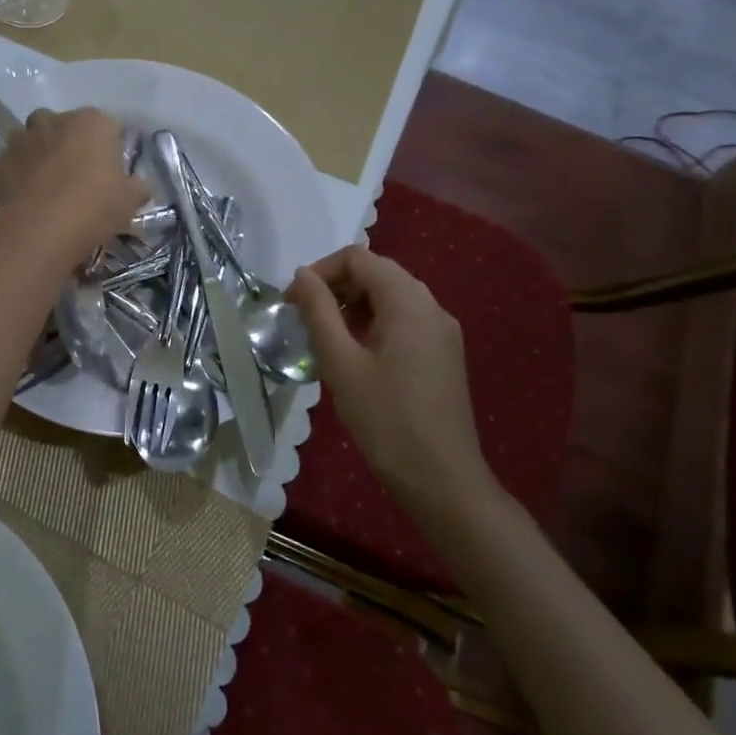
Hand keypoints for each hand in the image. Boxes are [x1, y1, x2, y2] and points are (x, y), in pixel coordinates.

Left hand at [0, 108, 146, 264]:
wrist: (44, 226)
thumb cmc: (96, 205)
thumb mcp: (131, 200)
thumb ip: (138, 187)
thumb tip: (141, 186)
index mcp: (93, 121)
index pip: (105, 126)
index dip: (106, 149)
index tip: (107, 173)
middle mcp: (54, 120)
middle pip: (62, 127)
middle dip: (66, 144)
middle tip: (75, 177)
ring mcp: (21, 138)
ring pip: (31, 140)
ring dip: (37, 155)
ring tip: (46, 187)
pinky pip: (10, 165)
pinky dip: (16, 177)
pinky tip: (25, 200)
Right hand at [287, 246, 493, 519]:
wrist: (440, 476)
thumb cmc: (385, 417)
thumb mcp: (341, 361)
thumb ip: (319, 311)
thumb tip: (302, 276)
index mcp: (408, 301)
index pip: (358, 258)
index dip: (320, 271)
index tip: (293, 301)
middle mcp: (431, 306)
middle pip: (377, 273)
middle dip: (335, 287)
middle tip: (303, 318)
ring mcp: (442, 331)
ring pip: (390, 297)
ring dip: (352, 306)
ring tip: (323, 337)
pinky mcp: (443, 354)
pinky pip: (403, 321)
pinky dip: (372, 324)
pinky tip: (353, 355)